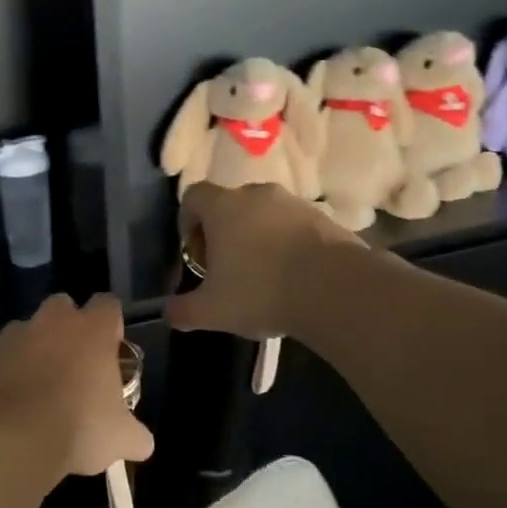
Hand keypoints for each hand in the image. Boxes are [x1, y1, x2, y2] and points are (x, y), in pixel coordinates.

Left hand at [0, 294, 153, 477]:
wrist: (12, 437)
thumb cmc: (79, 427)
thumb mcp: (122, 439)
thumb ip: (136, 435)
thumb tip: (141, 443)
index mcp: (93, 330)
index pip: (108, 304)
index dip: (110, 324)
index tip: (111, 349)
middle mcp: (54, 321)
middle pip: (64, 306)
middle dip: (69, 327)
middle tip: (75, 363)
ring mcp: (16, 335)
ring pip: (30, 329)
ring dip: (36, 348)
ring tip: (40, 386)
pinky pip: (4, 355)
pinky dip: (10, 370)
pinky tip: (15, 401)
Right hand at [168, 182, 359, 340]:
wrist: (337, 291)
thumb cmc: (261, 292)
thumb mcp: (211, 311)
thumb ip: (182, 310)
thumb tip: (169, 312)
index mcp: (223, 207)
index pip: (193, 196)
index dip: (187, 220)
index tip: (193, 250)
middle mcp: (257, 195)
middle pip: (230, 204)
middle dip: (223, 231)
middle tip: (225, 266)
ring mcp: (295, 204)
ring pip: (265, 215)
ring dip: (258, 236)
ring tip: (262, 274)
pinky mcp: (326, 218)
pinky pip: (295, 226)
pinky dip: (288, 244)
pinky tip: (293, 277)